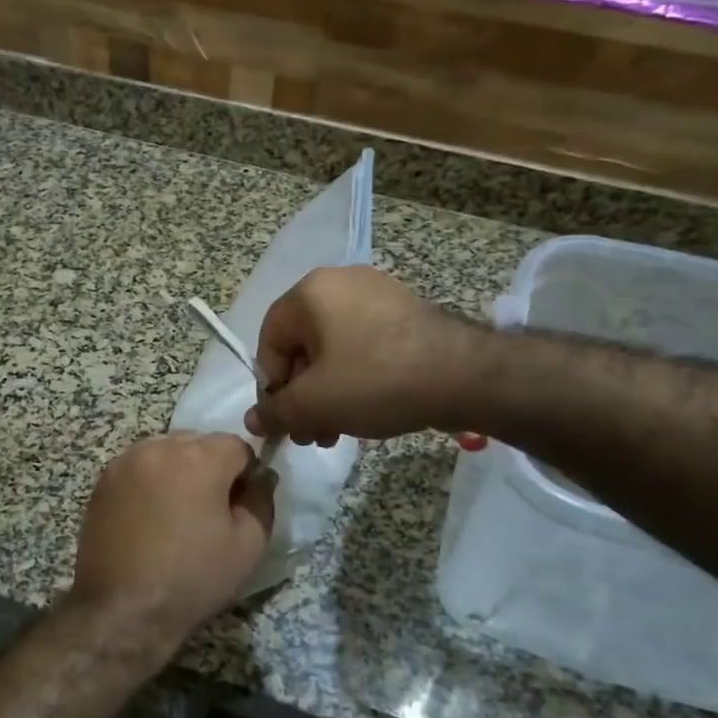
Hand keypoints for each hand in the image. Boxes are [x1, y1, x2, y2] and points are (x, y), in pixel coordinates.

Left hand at [68, 432, 275, 653]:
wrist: (123, 610)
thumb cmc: (192, 578)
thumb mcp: (248, 544)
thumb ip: (261, 499)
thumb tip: (262, 477)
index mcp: (199, 457)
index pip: (237, 446)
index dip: (246, 474)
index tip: (240, 506)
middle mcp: (160, 447)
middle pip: (199, 443)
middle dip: (211, 467)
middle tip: (210, 511)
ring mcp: (126, 461)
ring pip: (167, 452)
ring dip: (179, 471)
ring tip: (177, 514)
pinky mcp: (103, 480)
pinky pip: (140, 468)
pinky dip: (151, 481)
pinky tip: (150, 518)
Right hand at [244, 266, 481, 445]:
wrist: (464, 376)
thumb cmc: (375, 381)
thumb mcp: (315, 403)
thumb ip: (276, 411)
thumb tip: (253, 420)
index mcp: (311, 292)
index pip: (269, 341)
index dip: (270, 386)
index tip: (285, 420)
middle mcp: (340, 282)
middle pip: (302, 347)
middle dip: (301, 396)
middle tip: (310, 434)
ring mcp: (377, 294)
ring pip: (333, 351)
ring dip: (326, 394)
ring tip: (334, 433)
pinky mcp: (404, 312)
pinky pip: (363, 346)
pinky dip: (354, 378)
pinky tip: (363, 412)